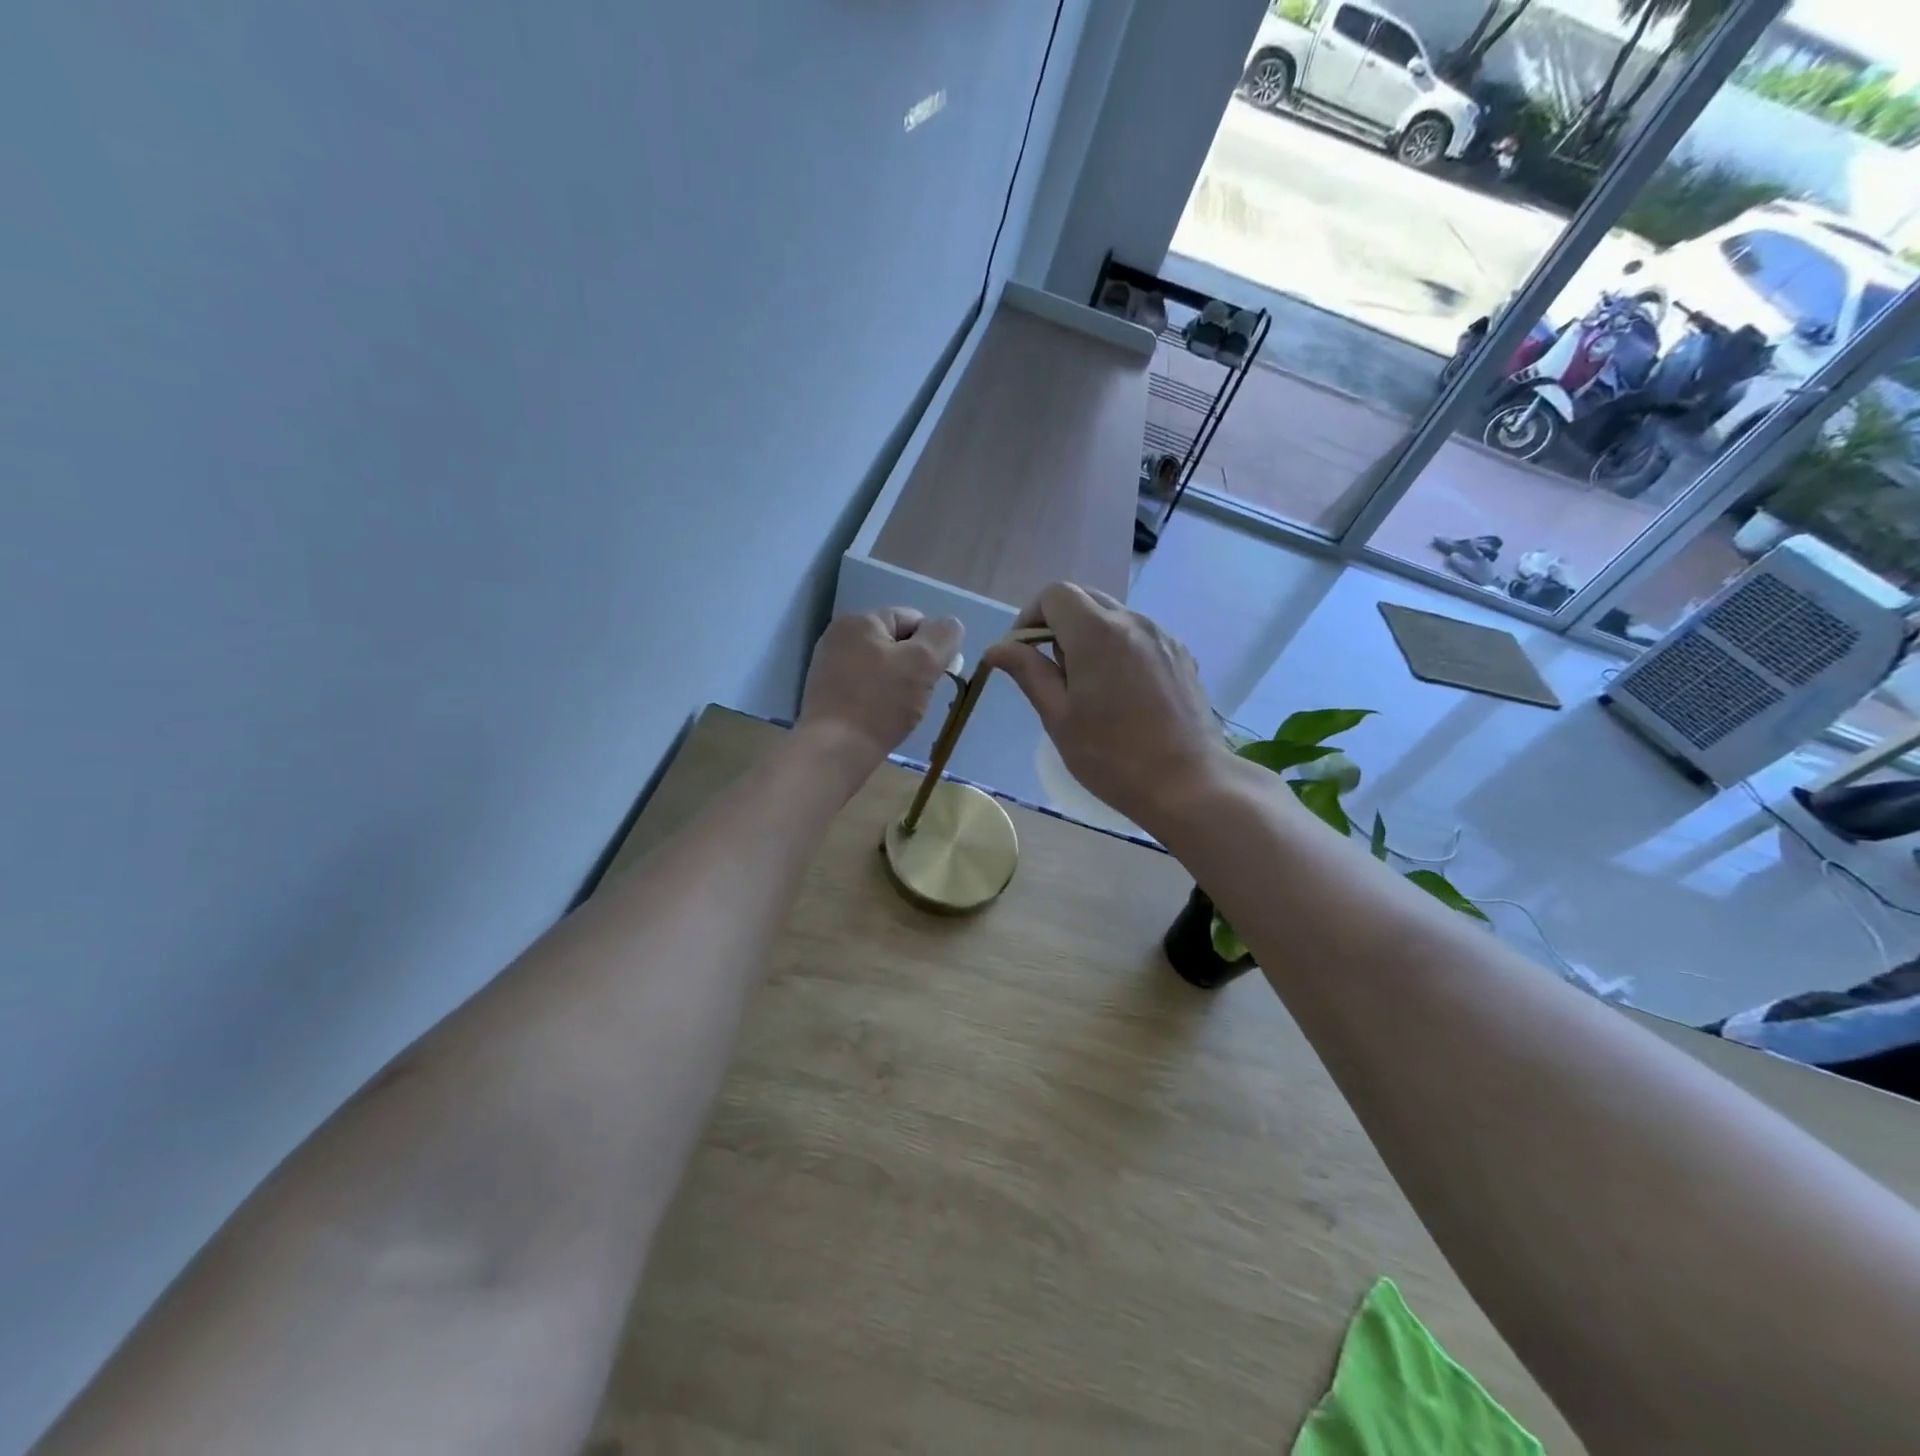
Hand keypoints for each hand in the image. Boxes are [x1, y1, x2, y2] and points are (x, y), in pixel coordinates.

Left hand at [796, 608, 963, 772]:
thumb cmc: (880, 703)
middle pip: (896, 644)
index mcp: (860, 620)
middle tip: (919, 695)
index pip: (912, 619)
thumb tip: (951, 625)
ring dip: (898, 685)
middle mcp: (839, 635)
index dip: (932, 646)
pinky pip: (865, 687)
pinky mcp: (826, 693)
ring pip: (882, 668)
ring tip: (900, 710)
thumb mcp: (923, 663)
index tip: (935, 676)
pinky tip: (881, 718)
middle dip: (914, 667)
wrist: (834, 750)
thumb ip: (943, 636)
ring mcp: (829, 664)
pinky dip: (878, 699)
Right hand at [981, 583, 1227, 832]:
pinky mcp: (1180, 655)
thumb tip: (998, 648)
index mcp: (1097, 632)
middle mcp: (1133, 621)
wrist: (1188, 783)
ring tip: (1088, 687)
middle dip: (1058, 625)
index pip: (1054, 594)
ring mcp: (1162, 636)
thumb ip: (1028, 672)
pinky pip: (1138, 636)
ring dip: (1089, 637)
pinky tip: (1121, 693)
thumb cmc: (1112, 756)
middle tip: (1053, 672)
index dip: (1031, 616)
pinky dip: (1118, 648)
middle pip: (1085, 598)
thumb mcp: (1058, 716)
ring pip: (1113, 616)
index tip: (1024, 653)